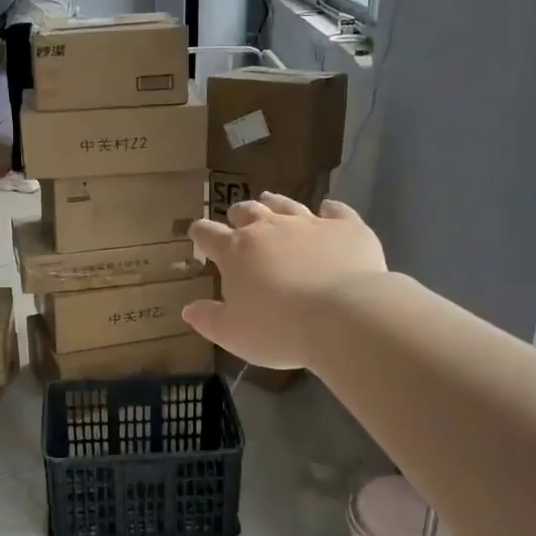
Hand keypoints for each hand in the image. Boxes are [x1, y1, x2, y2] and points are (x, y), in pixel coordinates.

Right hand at [183, 194, 387, 369]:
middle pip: (247, 212)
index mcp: (236, 251)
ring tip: (270, 201)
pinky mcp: (346, 227)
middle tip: (237, 218)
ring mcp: (309, 223)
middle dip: (238, 214)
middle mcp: (269, 229)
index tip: (196, 232)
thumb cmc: (279, 329)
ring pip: (286, 205)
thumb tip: (189, 309)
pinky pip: (335, 210)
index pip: (208, 234)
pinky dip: (329, 209)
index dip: (200, 233)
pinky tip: (329, 209)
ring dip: (275, 203)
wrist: (344, 316)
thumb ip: (209, 319)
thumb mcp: (234, 334)